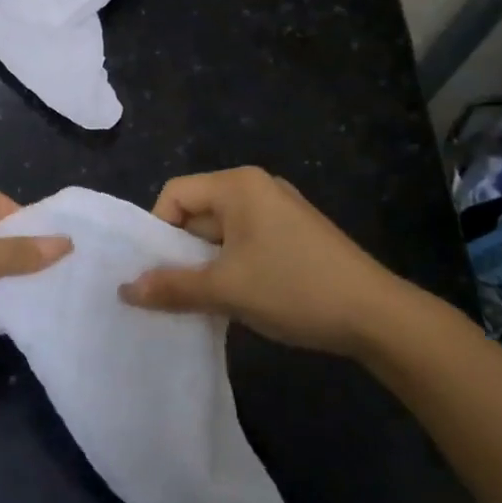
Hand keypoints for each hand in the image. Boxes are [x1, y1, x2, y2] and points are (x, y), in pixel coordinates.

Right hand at [119, 167, 399, 352]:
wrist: (378, 317)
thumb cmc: (294, 288)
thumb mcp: (226, 289)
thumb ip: (172, 287)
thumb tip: (124, 290)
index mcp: (238, 185)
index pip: (176, 194)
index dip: (158, 230)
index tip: (158, 270)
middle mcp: (257, 187)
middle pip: (199, 211)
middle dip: (182, 251)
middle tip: (174, 290)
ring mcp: (280, 210)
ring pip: (222, 232)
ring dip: (207, 264)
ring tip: (203, 301)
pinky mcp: (295, 235)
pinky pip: (247, 242)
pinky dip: (232, 267)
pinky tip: (236, 299)